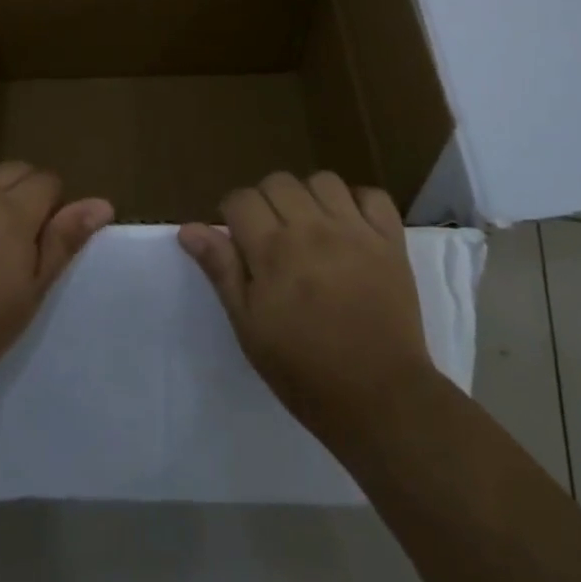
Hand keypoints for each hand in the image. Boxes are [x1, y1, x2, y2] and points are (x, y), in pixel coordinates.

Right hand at [179, 171, 432, 442]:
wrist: (381, 401)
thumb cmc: (305, 371)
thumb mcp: (250, 328)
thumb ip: (222, 271)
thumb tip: (190, 229)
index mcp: (273, 250)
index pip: (240, 199)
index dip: (233, 214)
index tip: (239, 241)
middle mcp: (312, 228)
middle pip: (278, 181)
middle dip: (267, 201)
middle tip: (273, 237)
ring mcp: (355, 231)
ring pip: (323, 180)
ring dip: (310, 197)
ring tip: (311, 228)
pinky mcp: (390, 241)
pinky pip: (373, 195)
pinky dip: (359, 203)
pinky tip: (351, 226)